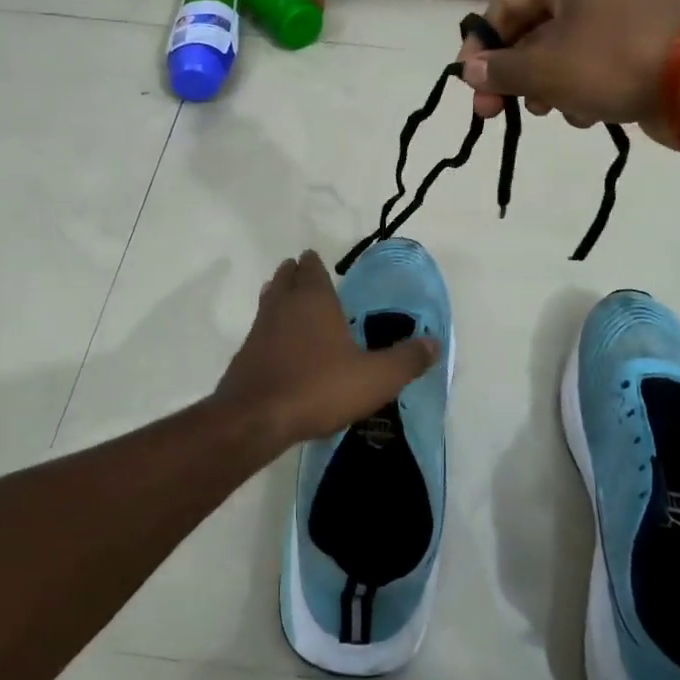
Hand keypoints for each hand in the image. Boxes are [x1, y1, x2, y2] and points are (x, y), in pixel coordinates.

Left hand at [215, 251, 438, 444]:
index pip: (312, 268)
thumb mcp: (375, 378)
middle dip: (296, 274)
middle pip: (287, 277)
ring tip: (291, 301)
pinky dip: (270, 327)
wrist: (256, 418)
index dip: (315, 263)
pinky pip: (260, 328)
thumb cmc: (319, 388)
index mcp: (314, 300)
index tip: (319, 261)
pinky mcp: (245, 353)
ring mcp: (260, 328)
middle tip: (306, 275)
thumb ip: (406, 360)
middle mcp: (284, 304)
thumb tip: (435, 343)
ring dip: (280, 295)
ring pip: (270, 299)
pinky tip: (279, 343)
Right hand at [456, 0, 679, 148]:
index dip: (480, 49)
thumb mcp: (544, 69)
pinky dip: (579, 87)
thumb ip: (500, 70)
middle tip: (494, 112)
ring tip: (547, 110)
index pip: (504, 6)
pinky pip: (590, 61)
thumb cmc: (612, 60)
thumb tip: (469, 72)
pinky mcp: (638, 39)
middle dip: (514, 74)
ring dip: (545, 85)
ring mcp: (618, 8)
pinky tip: (584, 113)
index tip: (468, 86)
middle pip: (531, 29)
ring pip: (559, 49)